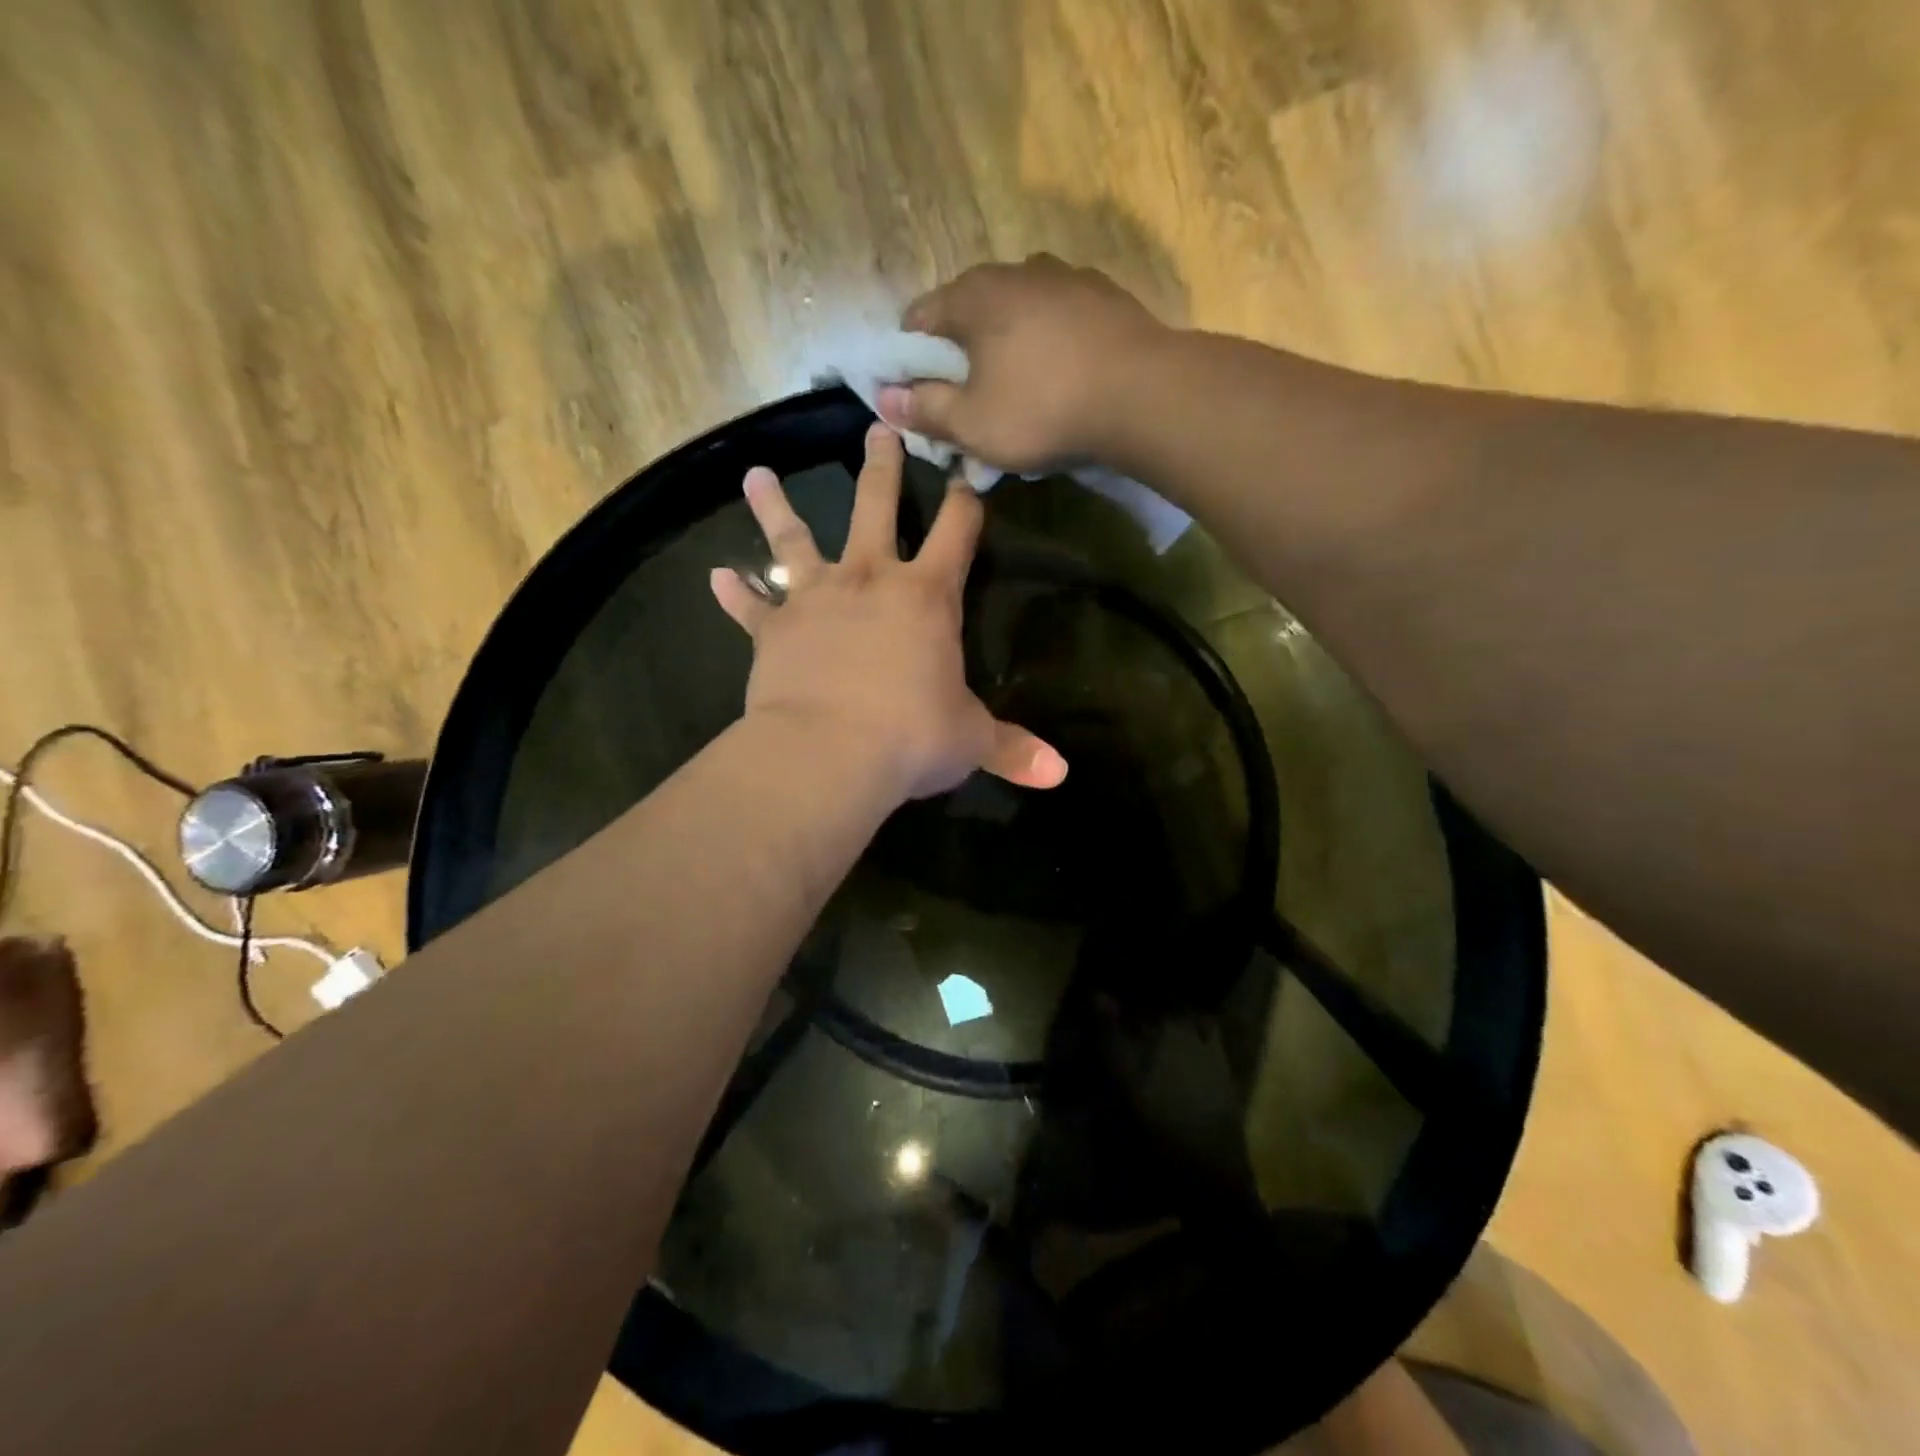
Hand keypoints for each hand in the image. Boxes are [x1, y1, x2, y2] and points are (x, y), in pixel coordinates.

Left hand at [710, 423, 1068, 801]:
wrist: (829, 752)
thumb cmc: (911, 737)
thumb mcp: (971, 741)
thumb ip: (1014, 750)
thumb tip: (1061, 774)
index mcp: (927, 596)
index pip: (957, 532)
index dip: (966, 500)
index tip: (968, 472)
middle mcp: (870, 581)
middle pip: (875, 507)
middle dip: (881, 468)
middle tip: (876, 427)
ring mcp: (815, 600)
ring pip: (794, 540)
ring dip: (775, 508)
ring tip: (757, 475)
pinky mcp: (773, 631)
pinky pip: (750, 607)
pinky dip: (733, 594)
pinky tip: (715, 576)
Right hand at [875, 255, 1170, 472]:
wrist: (1142, 395)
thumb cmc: (1042, 408)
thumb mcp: (972, 423)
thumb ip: (925, 409)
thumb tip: (886, 399)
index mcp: (973, 295)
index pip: (919, 318)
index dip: (910, 361)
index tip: (920, 398)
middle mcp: (1016, 270)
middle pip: (969, 314)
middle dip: (961, 358)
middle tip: (969, 404)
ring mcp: (1065, 278)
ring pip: (1017, 315)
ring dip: (1008, 350)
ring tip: (1019, 394)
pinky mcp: (1104, 297)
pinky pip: (1058, 322)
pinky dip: (1048, 347)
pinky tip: (1061, 381)